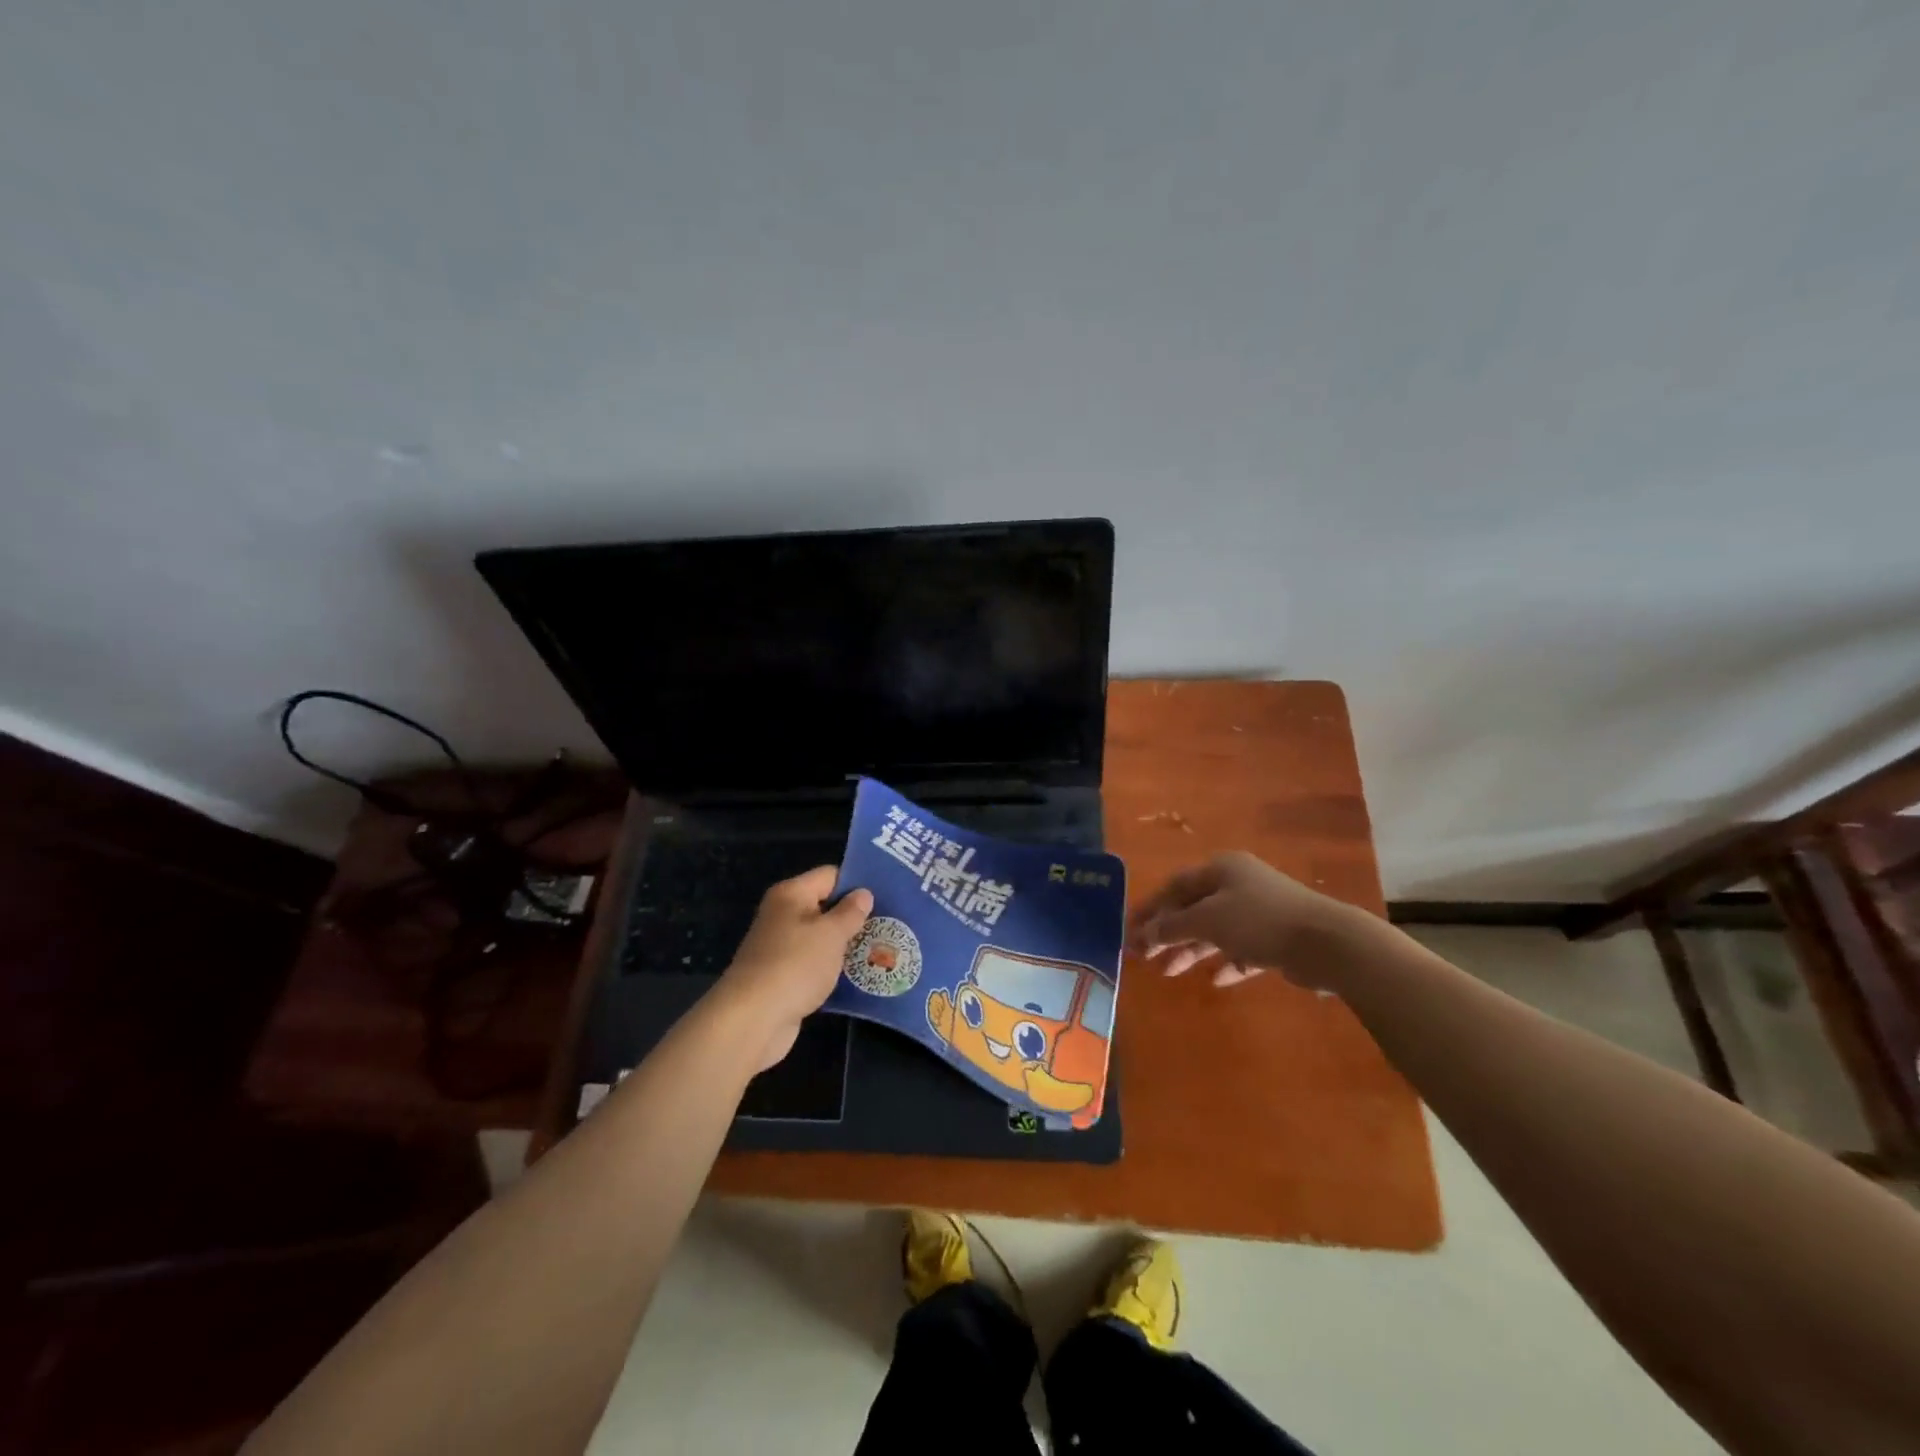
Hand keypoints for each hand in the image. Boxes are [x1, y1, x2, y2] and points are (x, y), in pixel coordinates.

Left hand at [712, 865, 872, 1069]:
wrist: (753, 1019)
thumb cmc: (795, 965)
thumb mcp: (831, 934)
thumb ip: (850, 912)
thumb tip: (863, 893)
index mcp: (791, 894)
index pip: (830, 875)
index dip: (857, 883)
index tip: (887, 896)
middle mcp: (783, 915)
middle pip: (826, 906)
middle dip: (855, 916)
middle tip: (890, 924)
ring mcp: (781, 947)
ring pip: (822, 938)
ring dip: (846, 945)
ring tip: (882, 949)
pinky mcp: (783, 976)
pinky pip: (815, 963)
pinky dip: (833, 968)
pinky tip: (859, 975)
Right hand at [1126, 851, 1360, 991]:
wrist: (1326, 942)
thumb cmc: (1258, 920)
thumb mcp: (1207, 920)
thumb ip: (1172, 927)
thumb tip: (1144, 934)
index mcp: (1221, 869)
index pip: (1175, 886)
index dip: (1151, 908)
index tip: (1131, 930)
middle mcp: (1239, 885)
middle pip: (1193, 908)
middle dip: (1169, 932)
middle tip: (1146, 956)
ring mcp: (1260, 911)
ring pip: (1216, 930)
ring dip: (1192, 950)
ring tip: (1170, 972)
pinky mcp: (1277, 938)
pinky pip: (1242, 949)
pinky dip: (1227, 962)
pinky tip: (1216, 980)